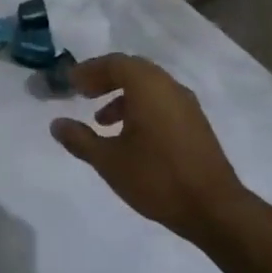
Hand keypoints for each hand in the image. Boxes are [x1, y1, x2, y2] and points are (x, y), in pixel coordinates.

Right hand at [50, 54, 249, 243]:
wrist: (214, 209)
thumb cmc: (157, 178)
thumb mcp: (109, 161)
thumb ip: (80, 139)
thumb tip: (56, 124)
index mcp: (148, 87)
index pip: (114, 63)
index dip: (89, 70)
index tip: (70, 83)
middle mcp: (169, 87)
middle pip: (132, 70)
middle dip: (105, 79)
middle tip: (83, 93)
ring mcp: (187, 105)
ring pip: (148, 86)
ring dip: (122, 95)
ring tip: (101, 120)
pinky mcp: (195, 124)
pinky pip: (162, 102)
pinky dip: (140, 107)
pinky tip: (129, 136)